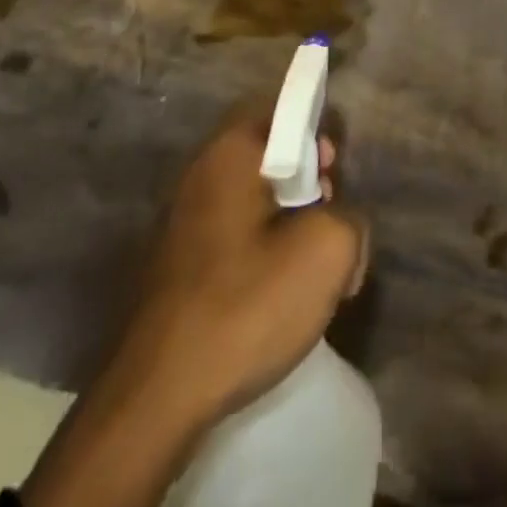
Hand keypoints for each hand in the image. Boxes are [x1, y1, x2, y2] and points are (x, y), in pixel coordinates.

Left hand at [112, 97, 367, 423]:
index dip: (317, 134)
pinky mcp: (177, 261)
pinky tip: (274, 296)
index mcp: (231, 151)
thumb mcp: (327, 250)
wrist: (157, 397)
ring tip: (308, 270)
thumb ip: (350, 216)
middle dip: (308, 184)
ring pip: (255, 199)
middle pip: (271, 154)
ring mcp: (182, 218)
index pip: (284, 110)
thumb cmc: (246, 304)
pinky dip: (261, 252)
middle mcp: (201, 171)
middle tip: (328, 223)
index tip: (332, 175)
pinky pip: (234, 235)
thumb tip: (340, 221)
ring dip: (288, 223)